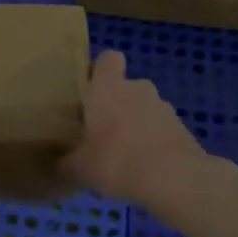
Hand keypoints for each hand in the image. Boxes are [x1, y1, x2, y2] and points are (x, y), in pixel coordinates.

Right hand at [63, 51, 209, 204]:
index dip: (100, 70)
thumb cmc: (116, 160)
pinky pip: (161, 130)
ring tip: (124, 155)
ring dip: (136, 125)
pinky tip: (144, 168)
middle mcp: (137, 89)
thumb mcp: (79, 168)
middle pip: (126, 86)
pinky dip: (154, 143)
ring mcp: (164, 107)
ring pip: (145, 109)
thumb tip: (55, 167)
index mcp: (108, 87)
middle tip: (101, 130)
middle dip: (116, 104)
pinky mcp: (182, 129)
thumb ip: (64, 164)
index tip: (89, 90)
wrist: (174, 178)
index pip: (108, 58)